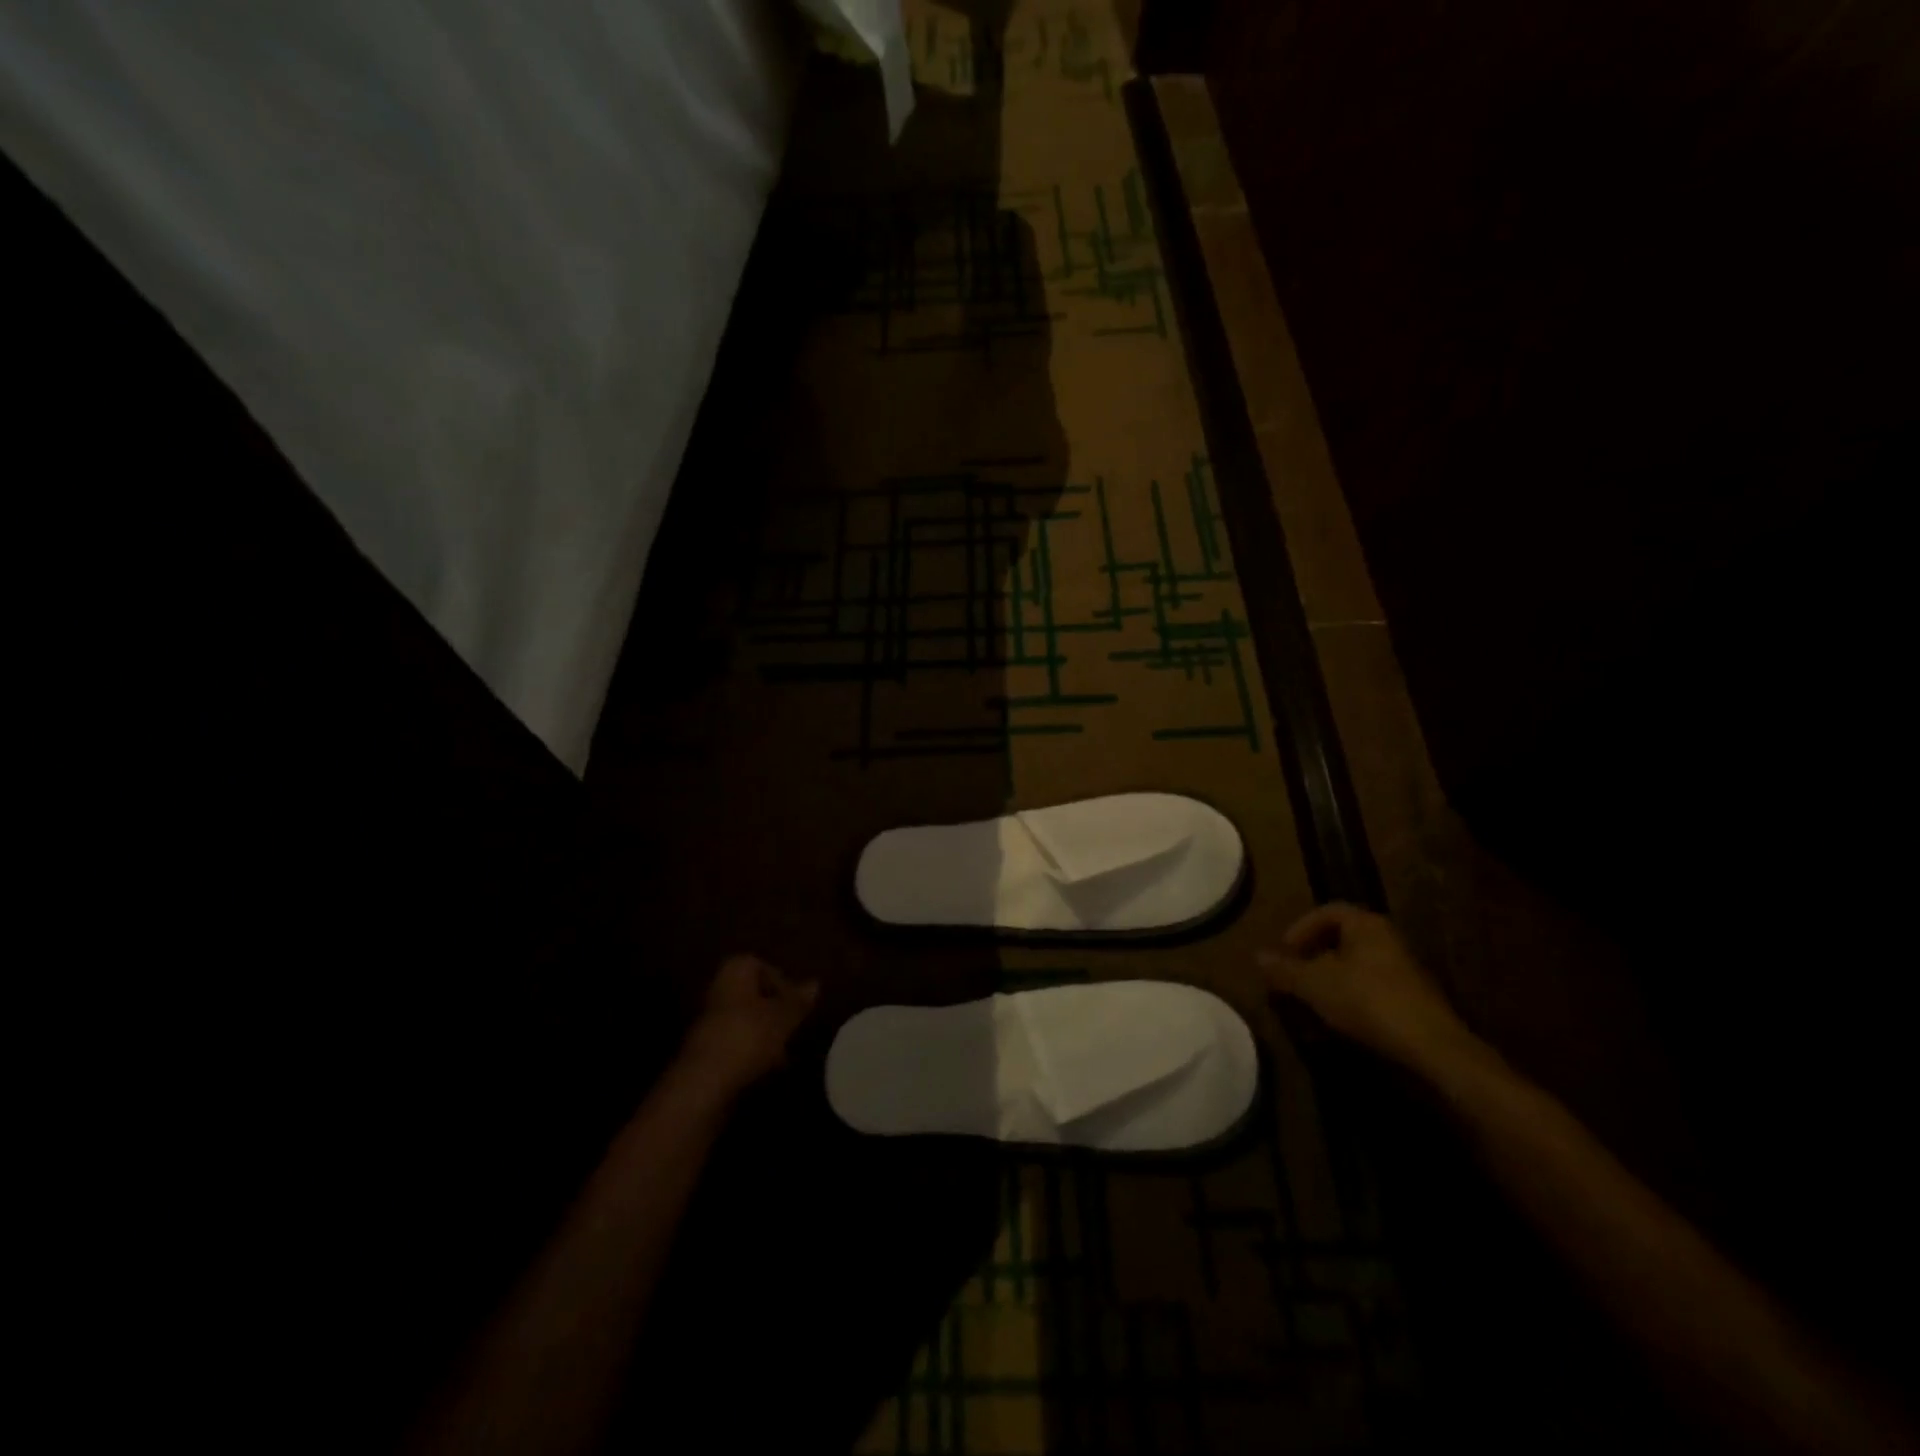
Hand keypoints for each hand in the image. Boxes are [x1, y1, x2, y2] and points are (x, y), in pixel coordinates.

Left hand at [677, 954, 819, 1098]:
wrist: (704, 1083)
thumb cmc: (748, 1036)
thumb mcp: (784, 1017)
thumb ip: (799, 1000)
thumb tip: (815, 983)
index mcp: (735, 971)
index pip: (762, 966)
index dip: (782, 982)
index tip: (797, 1004)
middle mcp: (719, 989)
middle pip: (753, 994)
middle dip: (775, 1010)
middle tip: (794, 1027)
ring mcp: (710, 1021)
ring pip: (746, 1019)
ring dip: (766, 1032)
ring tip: (785, 1052)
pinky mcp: (707, 1050)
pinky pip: (737, 1042)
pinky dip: (753, 1050)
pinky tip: (767, 1068)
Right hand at [1259, 904, 1470, 1073]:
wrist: (1432, 1047)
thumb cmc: (1368, 1000)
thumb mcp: (1315, 984)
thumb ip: (1285, 969)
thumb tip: (1257, 956)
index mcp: (1366, 925)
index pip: (1327, 911)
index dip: (1300, 928)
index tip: (1284, 952)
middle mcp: (1388, 939)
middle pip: (1342, 937)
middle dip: (1314, 954)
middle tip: (1294, 974)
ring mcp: (1405, 970)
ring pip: (1357, 964)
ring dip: (1331, 978)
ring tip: (1312, 999)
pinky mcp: (1414, 999)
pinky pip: (1373, 987)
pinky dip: (1351, 996)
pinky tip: (1340, 1017)